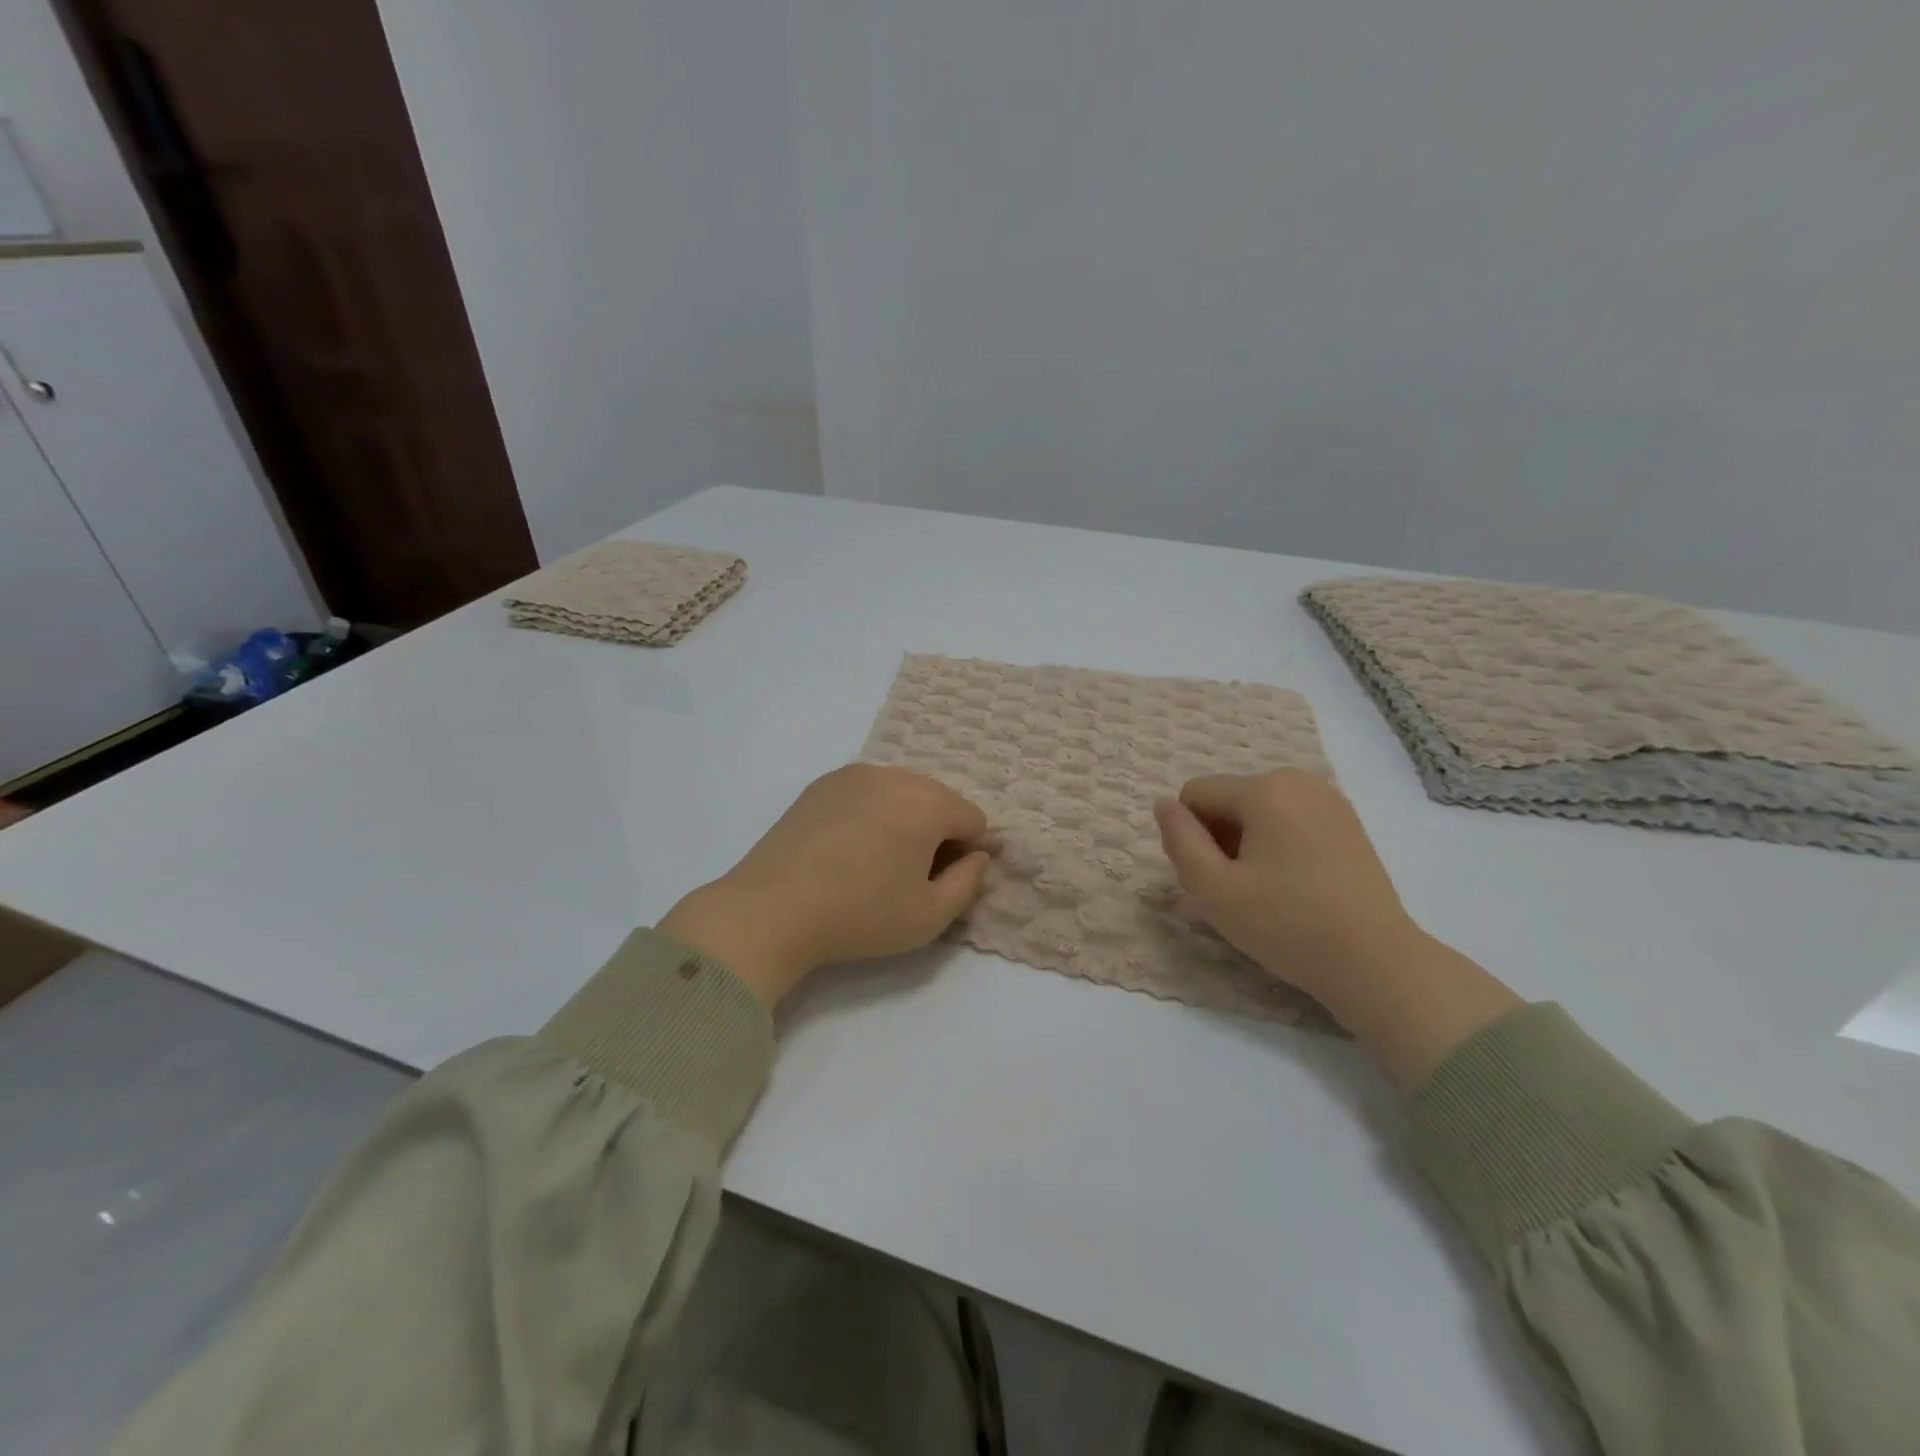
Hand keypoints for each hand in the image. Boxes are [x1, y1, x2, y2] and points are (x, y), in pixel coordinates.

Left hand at [658, 764, 992, 1007]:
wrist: (771, 909)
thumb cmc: (860, 915)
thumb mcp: (930, 917)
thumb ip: (969, 884)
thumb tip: (978, 857)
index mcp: (927, 802)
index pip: (973, 819)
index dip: (966, 855)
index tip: (937, 884)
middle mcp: (894, 775)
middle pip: (938, 800)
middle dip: (936, 833)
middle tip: (907, 875)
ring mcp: (853, 774)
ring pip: (901, 793)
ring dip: (903, 820)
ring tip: (873, 862)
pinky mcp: (821, 784)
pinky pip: (866, 792)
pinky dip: (869, 814)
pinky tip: (845, 849)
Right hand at [1155, 771, 1519, 1085]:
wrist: (1377, 963)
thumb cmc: (1287, 926)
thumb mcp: (1213, 890)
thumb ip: (1179, 841)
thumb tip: (1163, 805)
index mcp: (1264, 789)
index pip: (1195, 794)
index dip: (1191, 837)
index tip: (1216, 878)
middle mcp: (1298, 780)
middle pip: (1228, 799)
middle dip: (1220, 838)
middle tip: (1240, 891)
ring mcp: (1329, 799)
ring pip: (1258, 811)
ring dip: (1247, 844)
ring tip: (1268, 891)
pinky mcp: (1348, 822)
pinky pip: (1289, 820)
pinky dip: (1279, 845)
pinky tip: (1296, 886)